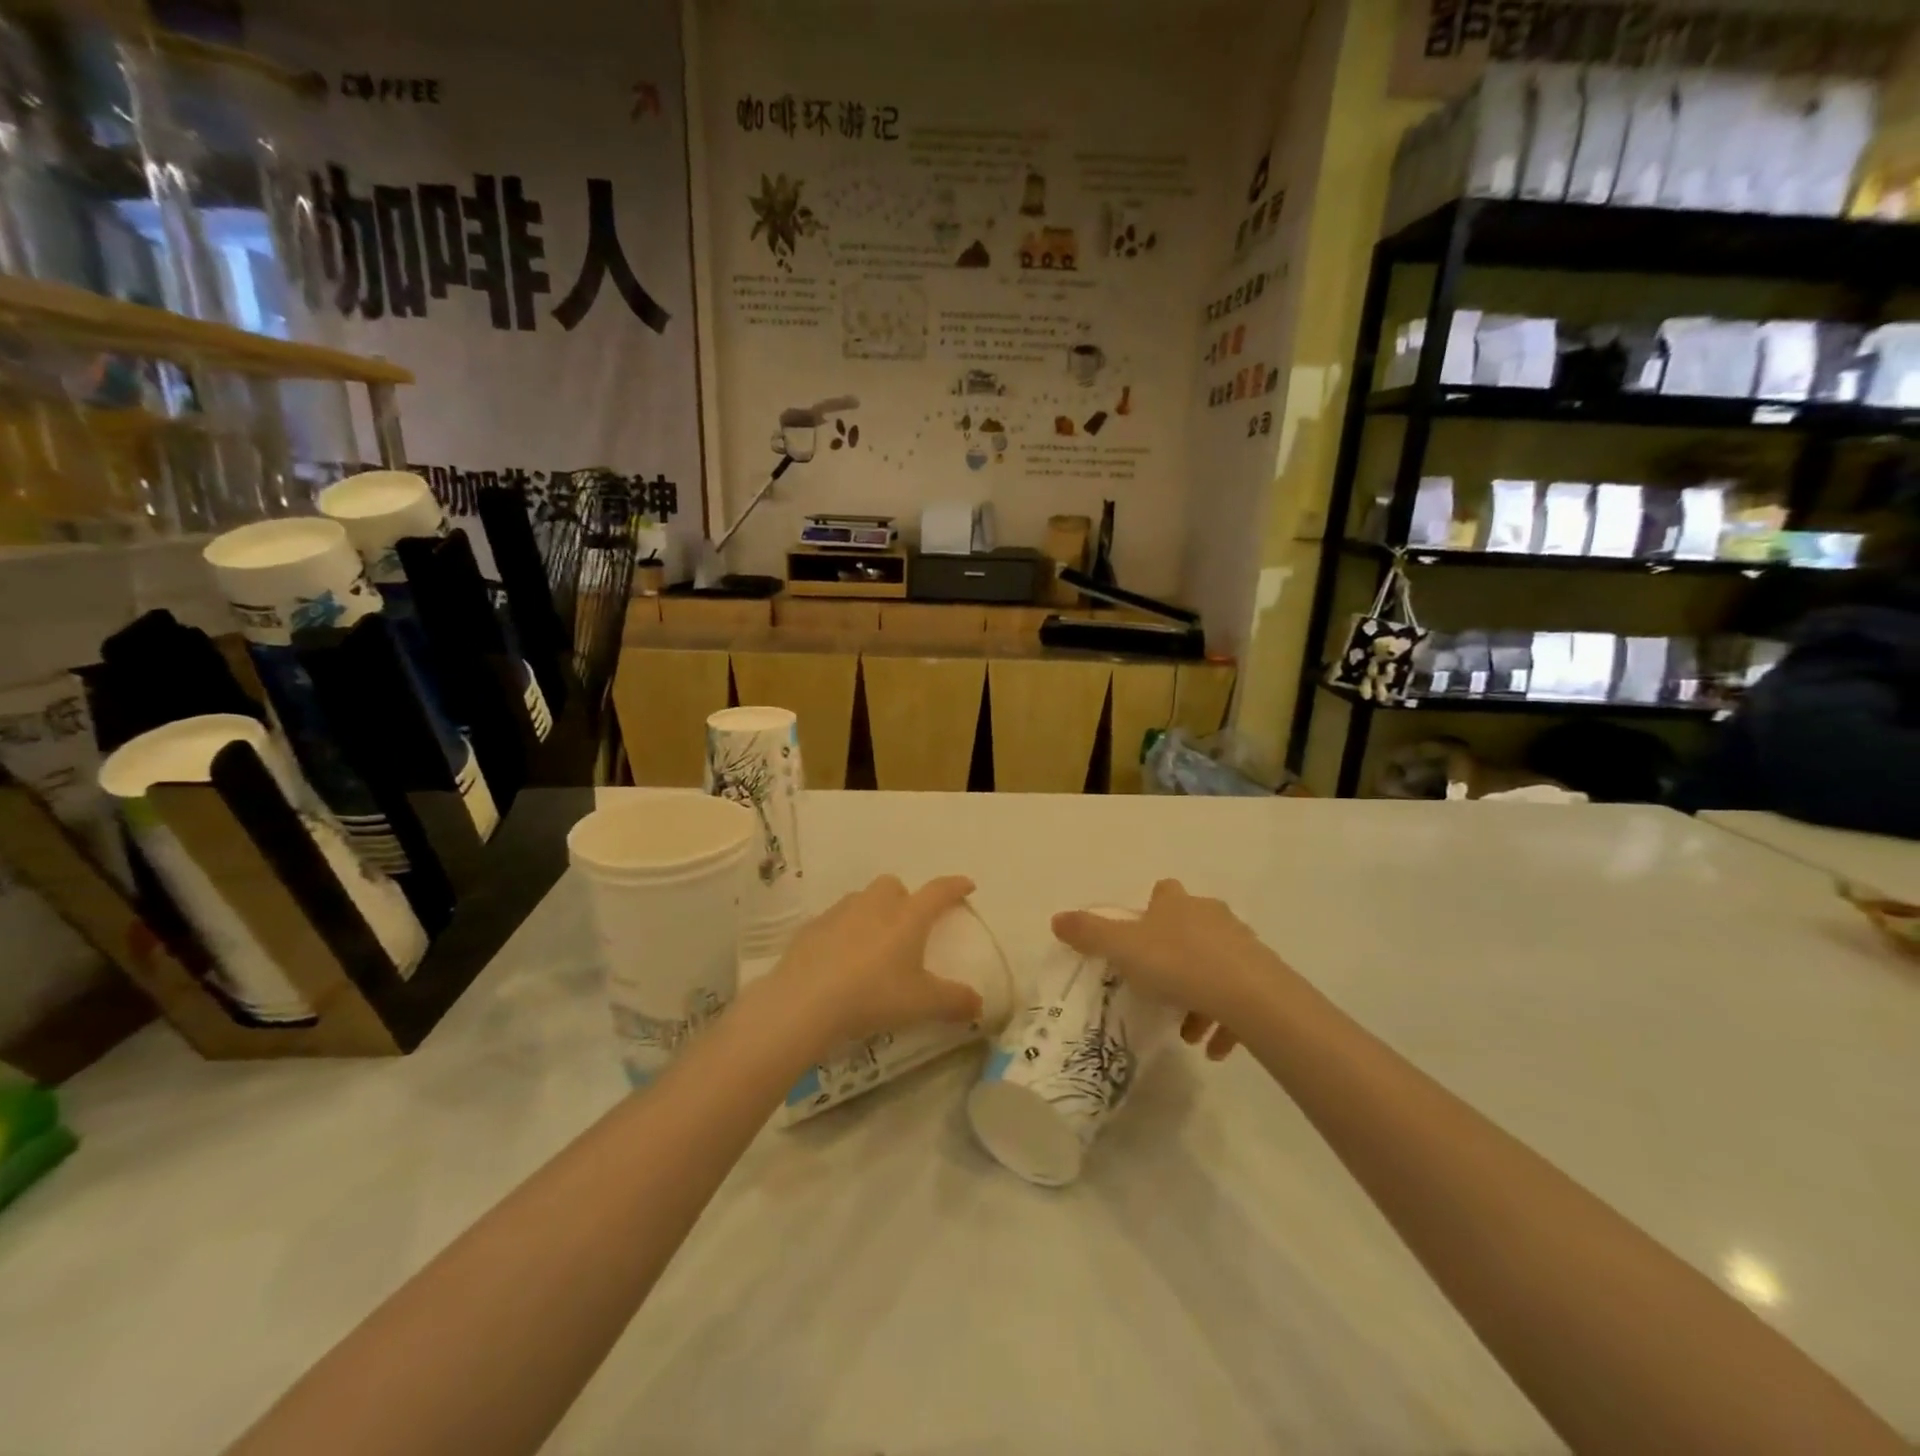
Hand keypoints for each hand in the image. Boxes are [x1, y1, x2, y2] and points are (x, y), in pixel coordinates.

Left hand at [762, 874, 984, 1056]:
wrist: (805, 1001)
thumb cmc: (873, 995)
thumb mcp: (921, 1004)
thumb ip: (954, 1001)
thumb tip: (979, 1004)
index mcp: (908, 916)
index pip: (938, 891)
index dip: (955, 887)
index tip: (966, 885)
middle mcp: (875, 904)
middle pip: (894, 886)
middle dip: (904, 899)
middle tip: (908, 927)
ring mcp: (840, 912)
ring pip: (862, 901)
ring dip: (872, 914)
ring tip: (873, 946)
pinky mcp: (811, 928)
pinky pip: (834, 922)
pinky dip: (843, 933)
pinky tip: (840, 960)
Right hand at [1051, 880, 1286, 1060]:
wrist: (1250, 995)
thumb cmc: (1178, 964)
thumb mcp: (1123, 949)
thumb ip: (1090, 934)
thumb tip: (1056, 918)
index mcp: (1177, 904)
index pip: (1163, 892)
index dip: (1152, 910)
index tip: (1142, 936)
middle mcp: (1211, 916)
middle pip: (1190, 930)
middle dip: (1174, 959)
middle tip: (1159, 991)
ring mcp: (1241, 944)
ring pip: (1214, 966)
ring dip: (1199, 997)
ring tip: (1186, 1033)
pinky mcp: (1264, 977)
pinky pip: (1239, 997)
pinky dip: (1225, 1020)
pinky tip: (1213, 1048)